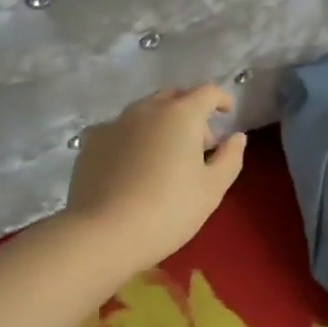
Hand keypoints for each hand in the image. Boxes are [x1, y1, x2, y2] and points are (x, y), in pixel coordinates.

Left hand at [65, 85, 246, 270]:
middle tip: (199, 143)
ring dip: (161, 124)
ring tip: (166, 156)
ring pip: (144, 112)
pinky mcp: (91, 143)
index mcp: (180, 115)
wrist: (104, 234)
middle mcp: (146, 109)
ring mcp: (114, 123)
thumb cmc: (168, 210)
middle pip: (173, 97)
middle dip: (190, 111)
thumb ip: (230, 158)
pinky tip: (132, 165)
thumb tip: (236, 137)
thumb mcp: (212, 189)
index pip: (207, 92)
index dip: (221, 100)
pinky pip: (119, 131)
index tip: (227, 113)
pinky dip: (133, 139)